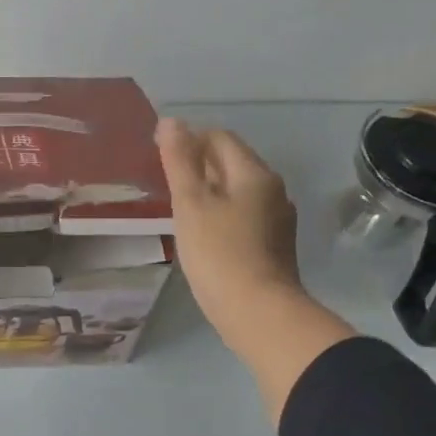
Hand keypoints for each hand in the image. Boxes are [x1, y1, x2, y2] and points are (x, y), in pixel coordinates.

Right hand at [155, 117, 354, 422]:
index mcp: (254, 174)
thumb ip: (180, 161)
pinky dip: (221, 214)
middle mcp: (272, 190)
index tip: (159, 153)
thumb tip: (171, 122)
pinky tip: (203, 233)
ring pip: (238, 191)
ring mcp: (276, 219)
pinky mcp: (273, 245)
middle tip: (165, 181)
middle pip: (231, 163)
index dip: (189, 138)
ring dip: (209, 191)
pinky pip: (243, 216)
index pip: (220, 138)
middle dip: (199, 164)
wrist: (259, 313)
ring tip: (179, 207)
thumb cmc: (219, 254)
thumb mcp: (191, 204)